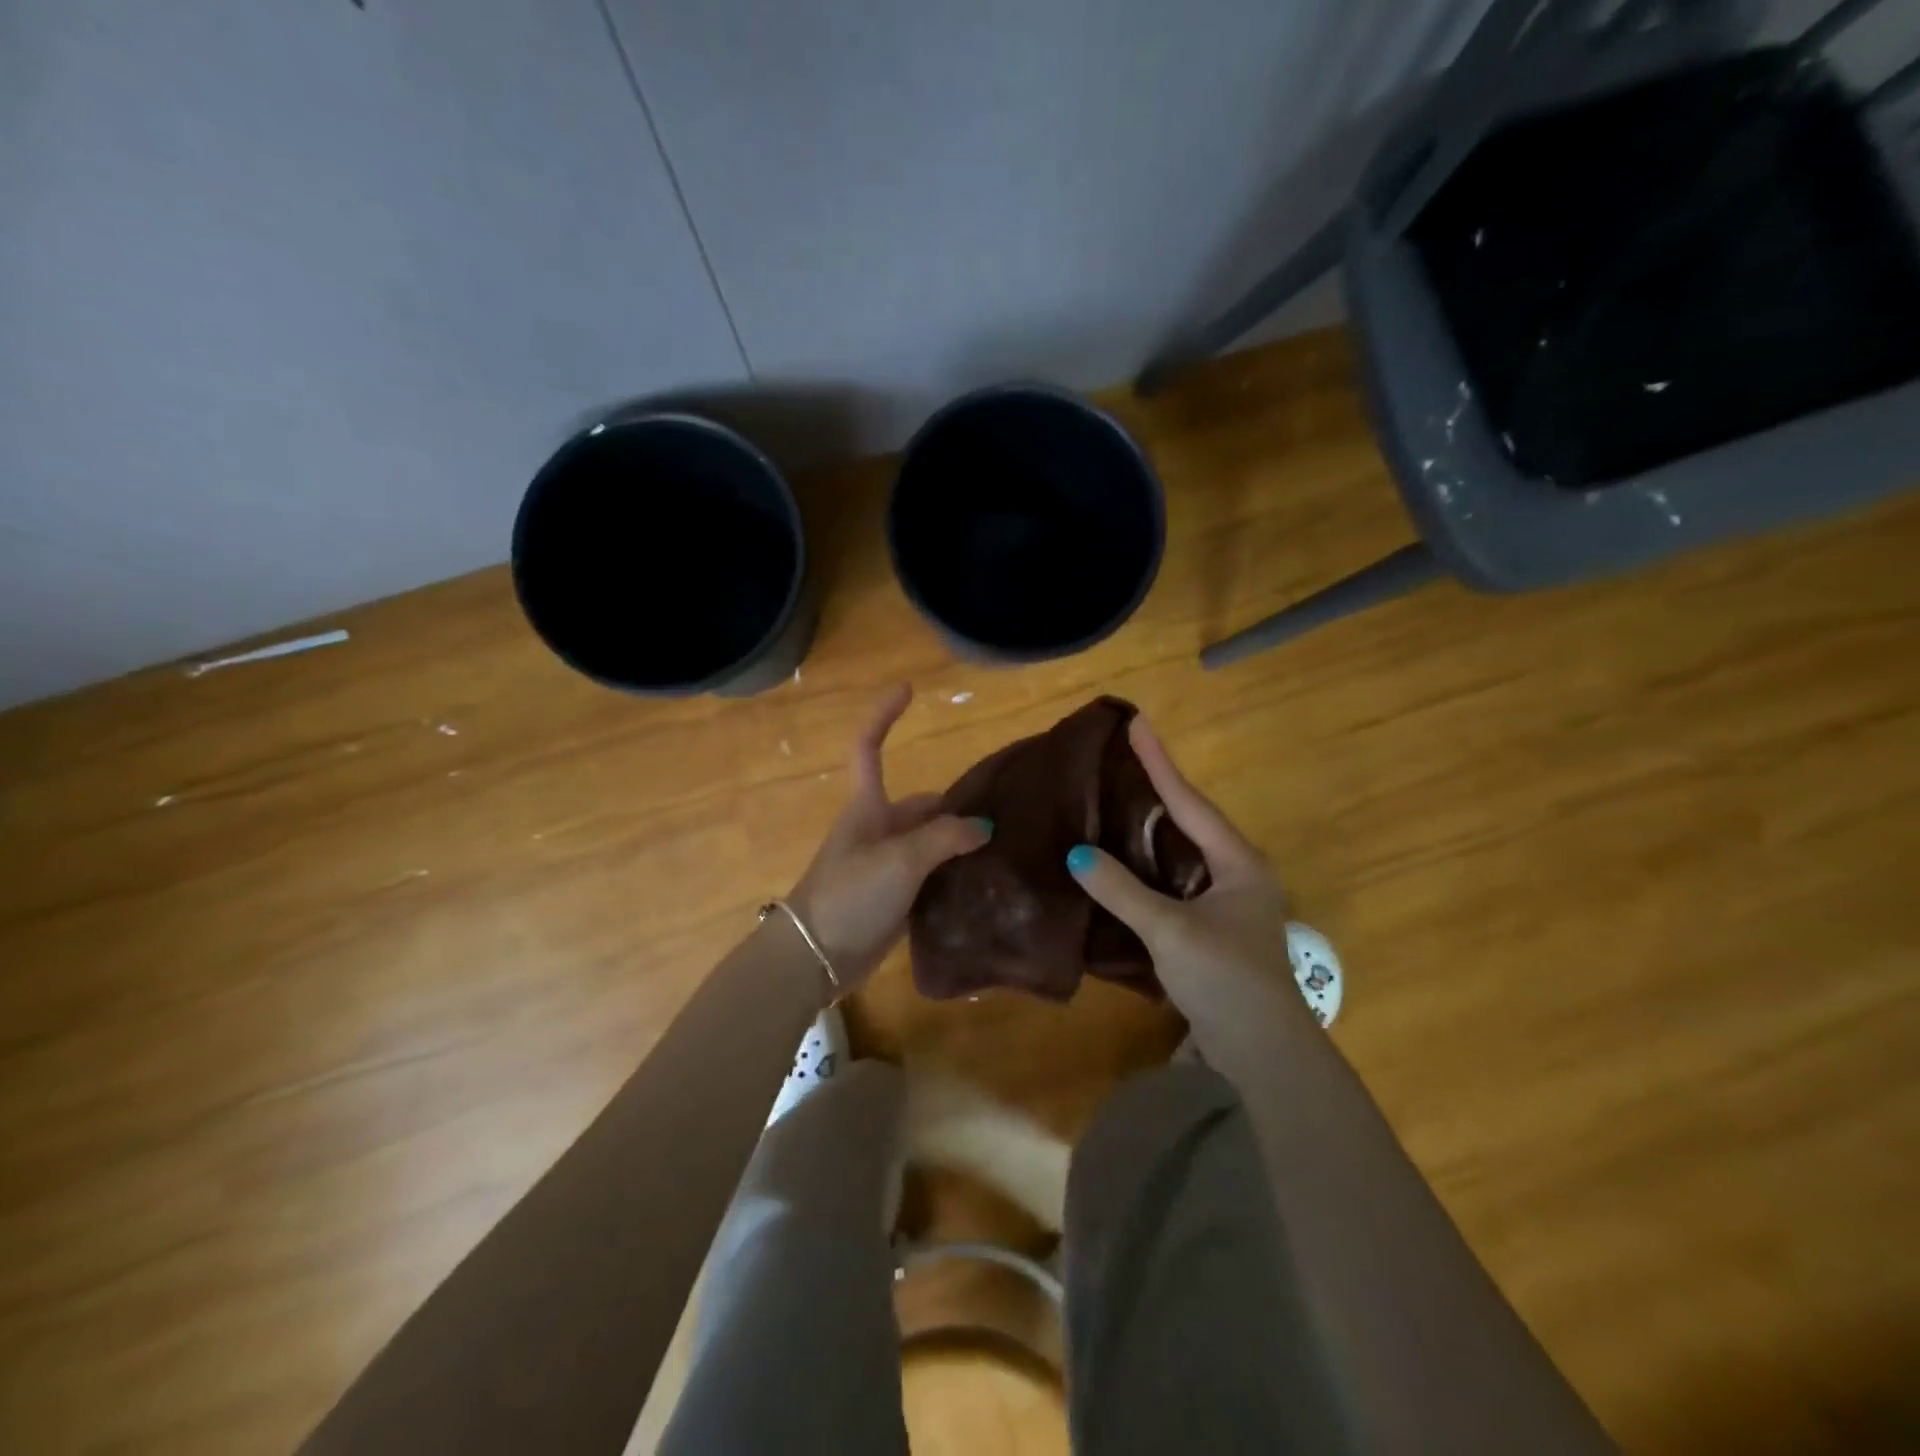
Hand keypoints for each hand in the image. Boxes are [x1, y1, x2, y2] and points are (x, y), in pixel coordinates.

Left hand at [785, 685, 991, 990]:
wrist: (816, 957)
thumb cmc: (850, 894)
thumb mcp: (900, 860)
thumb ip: (944, 838)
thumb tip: (983, 828)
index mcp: (869, 808)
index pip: (870, 748)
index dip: (884, 716)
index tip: (907, 689)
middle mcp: (878, 831)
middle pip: (922, 806)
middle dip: (957, 808)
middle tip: (1007, 817)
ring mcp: (886, 866)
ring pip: (930, 844)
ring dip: (960, 846)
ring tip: (1006, 850)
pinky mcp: (894, 900)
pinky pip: (930, 879)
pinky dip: (953, 878)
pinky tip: (984, 886)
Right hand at [1065, 717, 1306, 1027]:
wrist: (1261, 1055)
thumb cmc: (1225, 979)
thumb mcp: (1170, 930)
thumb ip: (1122, 891)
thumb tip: (1076, 855)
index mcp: (1238, 863)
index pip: (1189, 802)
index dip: (1159, 763)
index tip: (1137, 724)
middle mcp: (1235, 875)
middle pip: (1188, 821)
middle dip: (1156, 790)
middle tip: (1119, 761)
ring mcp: (1224, 905)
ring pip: (1179, 854)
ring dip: (1148, 831)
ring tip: (1113, 802)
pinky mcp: (1209, 931)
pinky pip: (1171, 884)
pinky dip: (1145, 869)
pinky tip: (1119, 864)